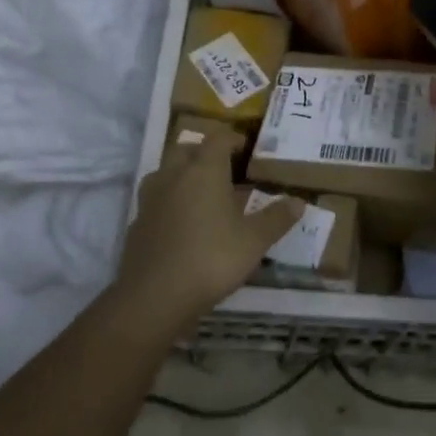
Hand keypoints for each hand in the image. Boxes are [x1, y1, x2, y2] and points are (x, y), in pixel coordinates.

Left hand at [117, 132, 302, 320]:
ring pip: (166, 171)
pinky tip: (182, 223)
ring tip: (202, 193)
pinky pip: (156, 199)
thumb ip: (276, 219)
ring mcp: (151, 198)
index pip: (218, 138)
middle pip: (187, 149)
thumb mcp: (254, 241)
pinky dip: (169, 201)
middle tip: (224, 168)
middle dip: (205, 153)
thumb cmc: (211, 259)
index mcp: (204, 170)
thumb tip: (299, 202)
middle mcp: (174, 175)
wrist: (155, 296)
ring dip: (183, 174)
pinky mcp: (137, 222)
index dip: (233, 139)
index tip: (246, 148)